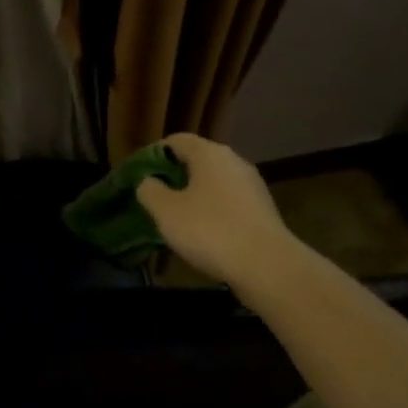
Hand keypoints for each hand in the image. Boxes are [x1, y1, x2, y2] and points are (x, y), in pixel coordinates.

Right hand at [136, 134, 294, 292]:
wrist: (267, 266)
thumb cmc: (210, 230)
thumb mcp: (166, 211)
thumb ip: (149, 190)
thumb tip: (148, 181)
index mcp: (209, 154)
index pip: (175, 141)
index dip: (153, 155)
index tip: (139, 176)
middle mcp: (234, 161)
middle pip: (196, 160)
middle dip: (173, 176)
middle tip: (154, 198)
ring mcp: (252, 185)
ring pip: (213, 182)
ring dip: (193, 194)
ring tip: (176, 217)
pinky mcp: (262, 209)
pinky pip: (228, 201)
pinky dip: (212, 210)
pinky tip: (203, 232)